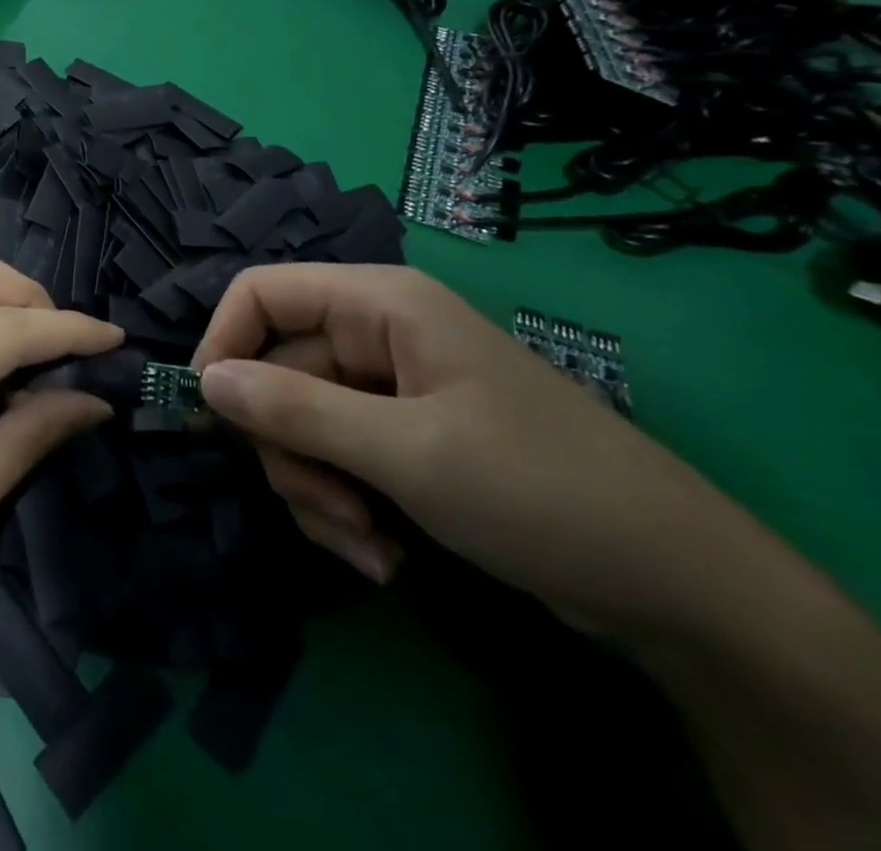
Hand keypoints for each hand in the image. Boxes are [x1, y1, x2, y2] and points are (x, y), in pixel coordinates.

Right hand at [192, 264, 776, 640]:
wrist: (676, 586)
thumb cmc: (539, 490)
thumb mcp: (406, 452)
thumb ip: (295, 411)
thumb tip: (204, 382)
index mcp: (377, 303)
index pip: (260, 294)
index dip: (222, 344)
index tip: (209, 416)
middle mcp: (374, 333)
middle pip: (275, 372)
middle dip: (289, 451)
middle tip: (330, 511)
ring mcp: (387, 389)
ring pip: (299, 425)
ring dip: (317, 491)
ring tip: (368, 544)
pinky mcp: (400, 437)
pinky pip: (334, 459)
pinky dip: (343, 508)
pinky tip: (384, 554)